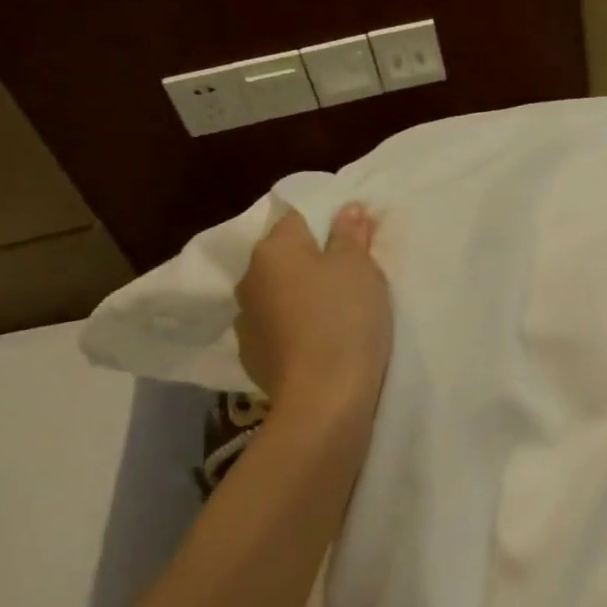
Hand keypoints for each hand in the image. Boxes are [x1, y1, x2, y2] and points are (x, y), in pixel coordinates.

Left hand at [235, 204, 390, 419]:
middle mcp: (249, 279)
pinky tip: (316, 345)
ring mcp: (246, 321)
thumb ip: (351, 234)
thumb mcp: (360, 268)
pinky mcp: (252, 357)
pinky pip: (276, 330)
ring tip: (332, 317)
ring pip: (277, 296)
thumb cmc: (346, 320)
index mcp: (273, 249)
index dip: (327, 226)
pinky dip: (293, 331)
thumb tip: (348, 208)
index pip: (297, 219)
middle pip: (284, 259)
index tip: (354, 244)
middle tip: (349, 281)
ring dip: (299, 299)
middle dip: (311, 263)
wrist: (324, 398)